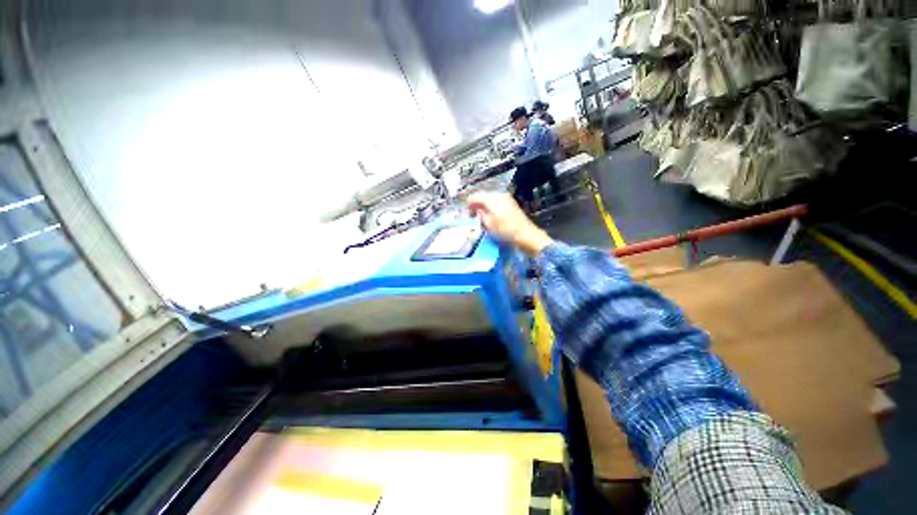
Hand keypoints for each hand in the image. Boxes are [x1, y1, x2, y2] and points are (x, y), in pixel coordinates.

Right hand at [467, 192, 552, 255]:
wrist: (525, 234)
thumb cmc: (504, 230)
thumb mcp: (488, 224)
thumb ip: (480, 215)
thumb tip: (476, 211)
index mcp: (491, 199)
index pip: (474, 197)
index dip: (468, 204)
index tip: (466, 213)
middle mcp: (498, 195)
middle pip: (482, 196)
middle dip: (476, 204)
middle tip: (472, 215)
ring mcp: (506, 198)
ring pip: (489, 199)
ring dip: (484, 206)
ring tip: (481, 217)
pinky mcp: (511, 203)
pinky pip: (496, 202)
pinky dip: (491, 207)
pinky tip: (490, 216)